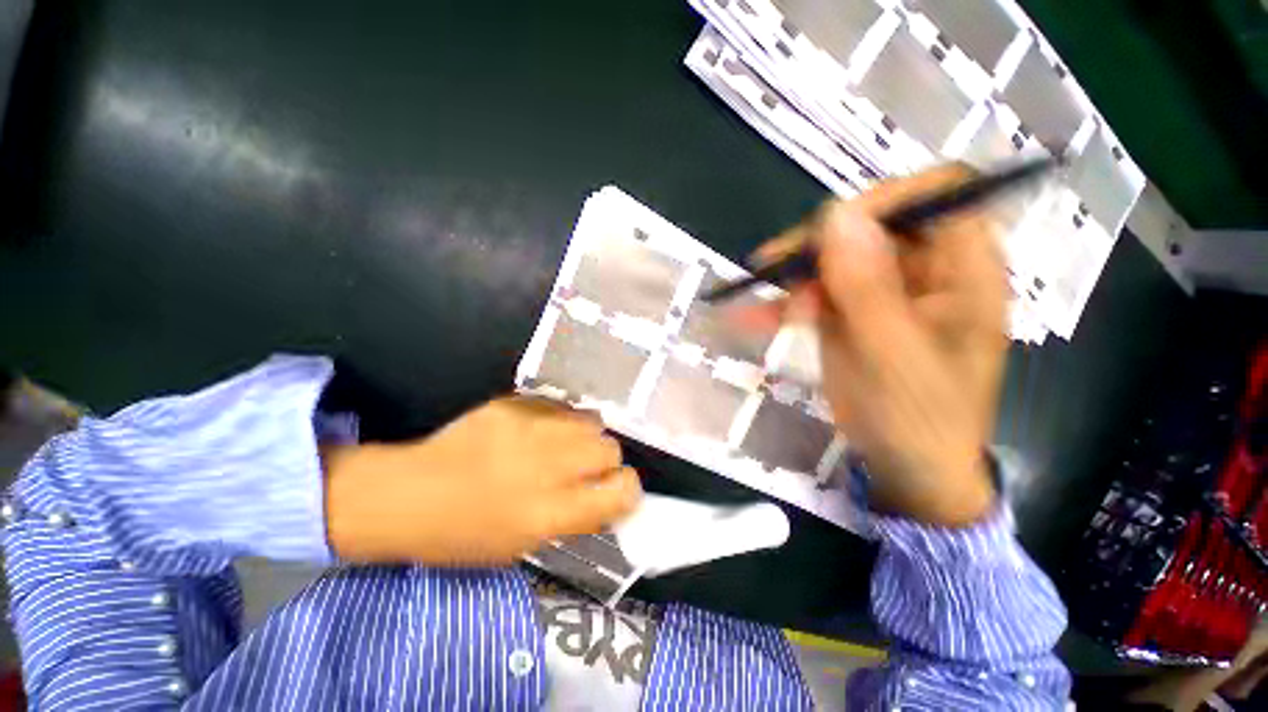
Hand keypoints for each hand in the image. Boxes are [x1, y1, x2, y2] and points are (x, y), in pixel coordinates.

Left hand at [322, 397, 640, 564]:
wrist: (408, 493)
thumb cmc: (463, 534)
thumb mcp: (523, 543)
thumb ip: (572, 516)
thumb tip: (606, 497)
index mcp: (549, 512)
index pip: (621, 491)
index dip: (628, 491)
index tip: (619, 491)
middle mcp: (547, 466)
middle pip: (610, 449)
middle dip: (606, 461)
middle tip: (586, 468)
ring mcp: (530, 428)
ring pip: (591, 421)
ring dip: (586, 436)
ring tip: (565, 445)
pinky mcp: (514, 404)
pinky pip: (560, 406)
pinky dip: (560, 420)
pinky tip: (539, 431)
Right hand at [753, 165, 1006, 525]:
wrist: (907, 467)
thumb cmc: (917, 418)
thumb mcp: (891, 354)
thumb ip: (866, 285)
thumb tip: (835, 213)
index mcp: (963, 270)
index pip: (935, 194)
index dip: (882, 200)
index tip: (828, 231)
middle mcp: (926, 270)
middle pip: (872, 225)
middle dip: (820, 247)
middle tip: (775, 270)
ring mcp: (884, 292)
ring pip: (835, 259)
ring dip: (793, 279)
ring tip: (760, 307)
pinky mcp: (853, 313)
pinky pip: (816, 293)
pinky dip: (783, 304)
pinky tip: (750, 317)